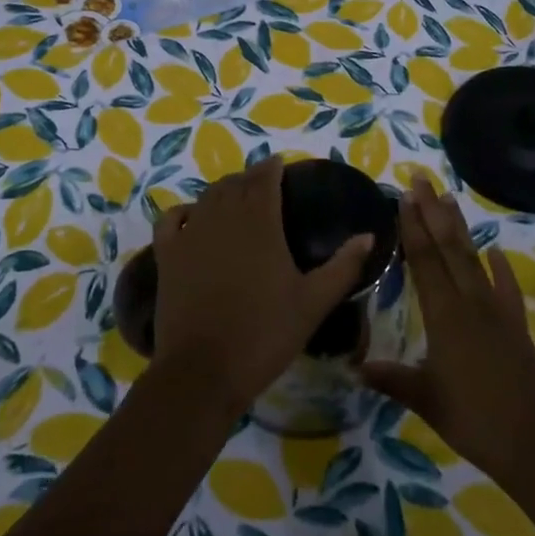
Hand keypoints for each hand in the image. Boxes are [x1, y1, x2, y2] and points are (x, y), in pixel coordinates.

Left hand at [151, 156, 374, 416]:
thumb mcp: (313, 303)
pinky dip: (183, 211)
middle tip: (262, 184)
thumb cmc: (264, 334)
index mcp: (261, 222)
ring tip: (234, 197)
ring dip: (222, 191)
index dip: (272, 168)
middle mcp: (222, 217)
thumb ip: (343, 266)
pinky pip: (171, 220)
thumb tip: (368, 236)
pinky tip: (191, 216)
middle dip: (249, 178)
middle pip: (235, 184)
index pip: (264, 179)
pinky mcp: (167, 256)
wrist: (203, 370)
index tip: (280, 165)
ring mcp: (190, 235)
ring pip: (206, 197)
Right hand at [362, 175, 534, 489]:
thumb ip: (392, 379)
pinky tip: (496, 252)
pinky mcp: (517, 326)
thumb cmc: (474, 421)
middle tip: (421, 180)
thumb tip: (355, 368)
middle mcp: (471, 302)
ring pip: (474, 260)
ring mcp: (497, 312)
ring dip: (460, 228)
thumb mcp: (426, 400)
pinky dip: (502, 269)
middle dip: (432, 212)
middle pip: (448, 248)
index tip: (404, 197)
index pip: (424, 261)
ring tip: (449, 198)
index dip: (413, 228)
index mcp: (445, 315)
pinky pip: (507, 289)